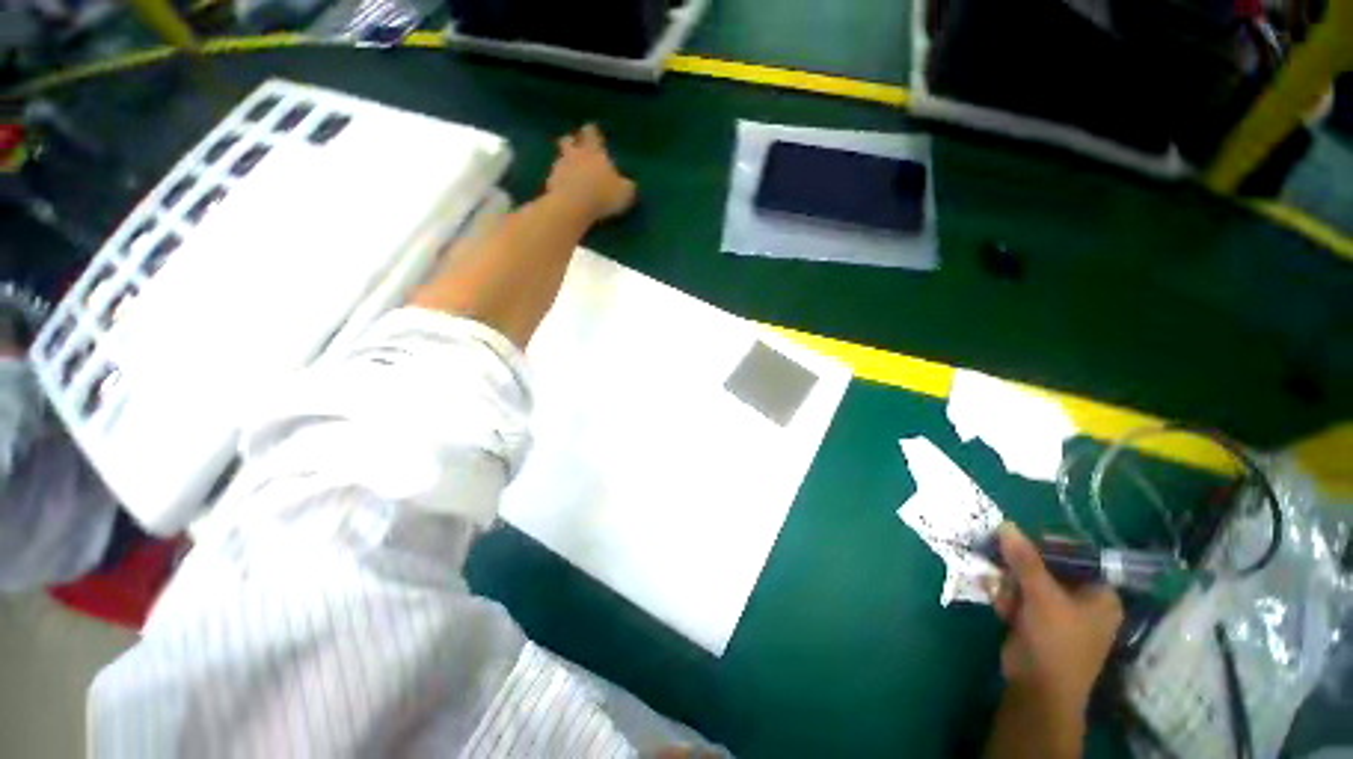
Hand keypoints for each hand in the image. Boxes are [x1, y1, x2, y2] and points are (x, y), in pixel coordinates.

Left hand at [546, 123, 636, 222]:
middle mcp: (575, 154)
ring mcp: (559, 167)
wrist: (573, 207)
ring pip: (560, 159)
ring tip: (570, 173)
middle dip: (572, 142)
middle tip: (576, 147)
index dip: (592, 132)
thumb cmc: (603, 195)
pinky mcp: (550, 183)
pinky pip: (554, 179)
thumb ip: (627, 186)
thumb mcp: (625, 193)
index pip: (592, 133)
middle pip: (569, 141)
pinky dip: (559, 182)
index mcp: (594, 152)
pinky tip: (564, 191)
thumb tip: (628, 184)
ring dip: (564, 163)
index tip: (592, 131)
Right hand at [992, 523, 1122, 724]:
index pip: (1078, 557)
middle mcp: (1082, 602)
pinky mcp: (1036, 623)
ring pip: (1028, 582)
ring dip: (1009, 583)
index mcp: (1099, 595)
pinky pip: (1020, 598)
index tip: (1020, 539)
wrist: (1039, 689)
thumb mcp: (1042, 596)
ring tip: (999, 591)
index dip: (1049, 545)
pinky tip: (998, 603)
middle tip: (999, 560)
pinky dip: (1007, 597)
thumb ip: (1025, 560)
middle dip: (1020, 567)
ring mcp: (1058, 614)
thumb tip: (1006, 524)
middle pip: (1048, 568)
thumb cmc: (1055, 640)